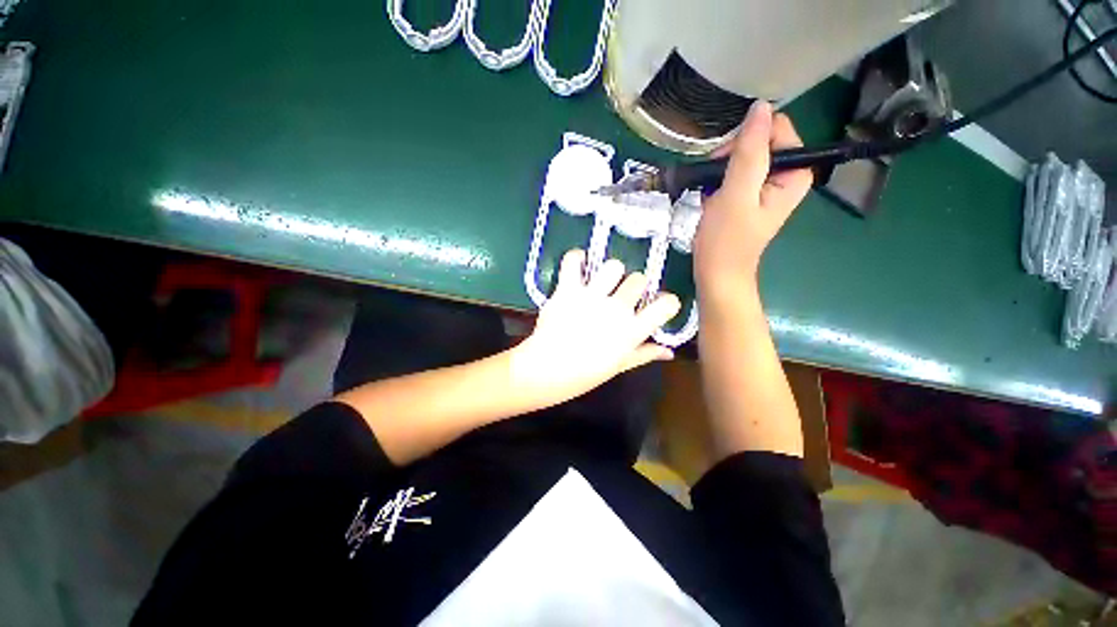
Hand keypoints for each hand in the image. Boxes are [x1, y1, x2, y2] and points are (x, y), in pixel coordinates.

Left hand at [513, 249, 680, 404]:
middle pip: (639, 279)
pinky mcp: (568, 289)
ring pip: (613, 266)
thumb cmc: (585, 373)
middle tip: (622, 295)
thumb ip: (645, 354)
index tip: (659, 305)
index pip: (666, 305)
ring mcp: (592, 296)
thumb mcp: (620, 366)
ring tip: (601, 282)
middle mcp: (617, 309)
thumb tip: (668, 351)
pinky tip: (579, 264)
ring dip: (610, 272)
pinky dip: (576, 258)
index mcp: (632, 330)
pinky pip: (574, 261)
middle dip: (635, 285)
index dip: (667, 302)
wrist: (548, 370)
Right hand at [693, 101, 812, 295]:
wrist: (716, 273)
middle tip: (715, 182)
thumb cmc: (726, 239)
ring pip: (742, 157)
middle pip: (758, 141)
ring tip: (711, 194)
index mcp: (795, 172)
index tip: (725, 163)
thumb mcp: (736, 193)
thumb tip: (760, 108)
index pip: (776, 129)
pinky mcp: (749, 196)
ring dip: (720, 171)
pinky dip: (718, 182)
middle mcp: (786, 175)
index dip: (747, 140)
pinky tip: (710, 198)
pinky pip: (733, 174)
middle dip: (730, 157)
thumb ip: (749, 151)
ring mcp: (766, 187)